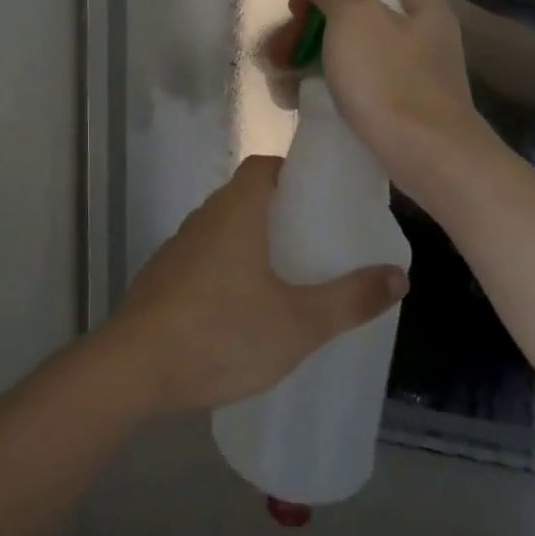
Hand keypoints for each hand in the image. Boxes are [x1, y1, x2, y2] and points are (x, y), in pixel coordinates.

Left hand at [102, 155, 408, 415]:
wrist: (135, 368)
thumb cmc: (222, 333)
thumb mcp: (298, 323)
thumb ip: (350, 299)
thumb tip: (399, 276)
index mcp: (235, 212)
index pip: (263, 167)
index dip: (294, 172)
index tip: (324, 196)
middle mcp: (204, 218)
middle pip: (246, 197)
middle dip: (282, 211)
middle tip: (320, 239)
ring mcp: (178, 248)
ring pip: (224, 228)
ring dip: (254, 241)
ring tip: (292, 273)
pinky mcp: (164, 278)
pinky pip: (206, 256)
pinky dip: (230, 266)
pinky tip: (247, 306)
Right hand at [297, 0, 487, 186]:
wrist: (429, 155)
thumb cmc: (389, 79)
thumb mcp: (354, 18)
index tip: (295, 8)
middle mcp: (417, 21)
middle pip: (351, 8)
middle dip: (308, 25)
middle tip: (279, 50)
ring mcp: (411, 61)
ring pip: (349, 44)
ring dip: (309, 54)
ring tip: (279, 78)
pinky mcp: (401, 95)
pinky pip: (357, 75)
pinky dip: (328, 80)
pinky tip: (300, 97)